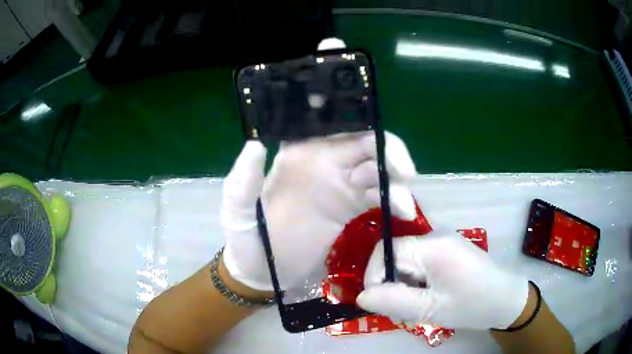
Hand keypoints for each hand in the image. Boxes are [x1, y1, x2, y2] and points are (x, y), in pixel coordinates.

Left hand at [221, 132, 417, 290]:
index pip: (331, 127)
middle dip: (389, 152)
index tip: (376, 135)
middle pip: (364, 144)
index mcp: (296, 154)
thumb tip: (255, 145)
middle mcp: (322, 163)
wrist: (264, 275)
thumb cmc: (247, 242)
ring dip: (395, 180)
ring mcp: (339, 186)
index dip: (357, 121)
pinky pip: (378, 196)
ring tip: (403, 204)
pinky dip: (393, 200)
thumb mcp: (237, 213)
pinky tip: (403, 212)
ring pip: (376, 170)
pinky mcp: (350, 208)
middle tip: (405, 173)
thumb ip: (243, 182)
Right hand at [357, 234, 529, 329]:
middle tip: (399, 311)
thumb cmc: (472, 305)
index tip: (377, 302)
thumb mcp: (431, 309)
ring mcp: (442, 243)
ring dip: (402, 286)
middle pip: (395, 256)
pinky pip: (418, 264)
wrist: (504, 299)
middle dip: (390, 284)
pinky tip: (425, 298)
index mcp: (433, 246)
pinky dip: (414, 283)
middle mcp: (435, 237)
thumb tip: (360, 296)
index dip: (375, 276)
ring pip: (405, 262)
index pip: (386, 251)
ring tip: (414, 308)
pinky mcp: (446, 252)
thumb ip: (394, 301)